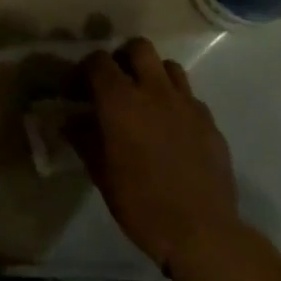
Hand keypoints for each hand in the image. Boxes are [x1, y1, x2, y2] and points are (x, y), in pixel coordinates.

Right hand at [69, 38, 240, 275]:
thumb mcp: (100, 172)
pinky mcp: (209, 121)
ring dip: (152, 75)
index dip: (84, 70)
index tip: (76, 90)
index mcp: (120, 100)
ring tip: (145, 100)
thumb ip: (83, 137)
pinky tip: (170, 128)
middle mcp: (154, 91)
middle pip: (138, 48)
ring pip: (168, 66)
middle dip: (122, 58)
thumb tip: (71, 119)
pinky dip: (175, 102)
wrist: (201, 232)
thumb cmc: (140, 202)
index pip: (98, 61)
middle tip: (114, 84)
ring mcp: (187, 103)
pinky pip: (189, 96)